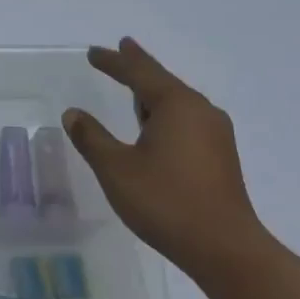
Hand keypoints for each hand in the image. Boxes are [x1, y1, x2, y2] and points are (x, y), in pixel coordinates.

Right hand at [63, 37, 269, 280]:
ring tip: (135, 86)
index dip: (114, 61)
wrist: (225, 249)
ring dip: (152, 92)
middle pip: (162, 81)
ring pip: (177, 102)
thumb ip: (92, 138)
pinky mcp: (220, 156)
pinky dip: (164, 112)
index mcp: (176, 105)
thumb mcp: (116, 169)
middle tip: (121, 49)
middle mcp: (200, 111)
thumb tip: (73, 114)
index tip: (93, 52)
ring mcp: (215, 134)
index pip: (138, 72)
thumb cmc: (166, 201)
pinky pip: (186, 120)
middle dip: (138, 67)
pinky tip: (156, 125)